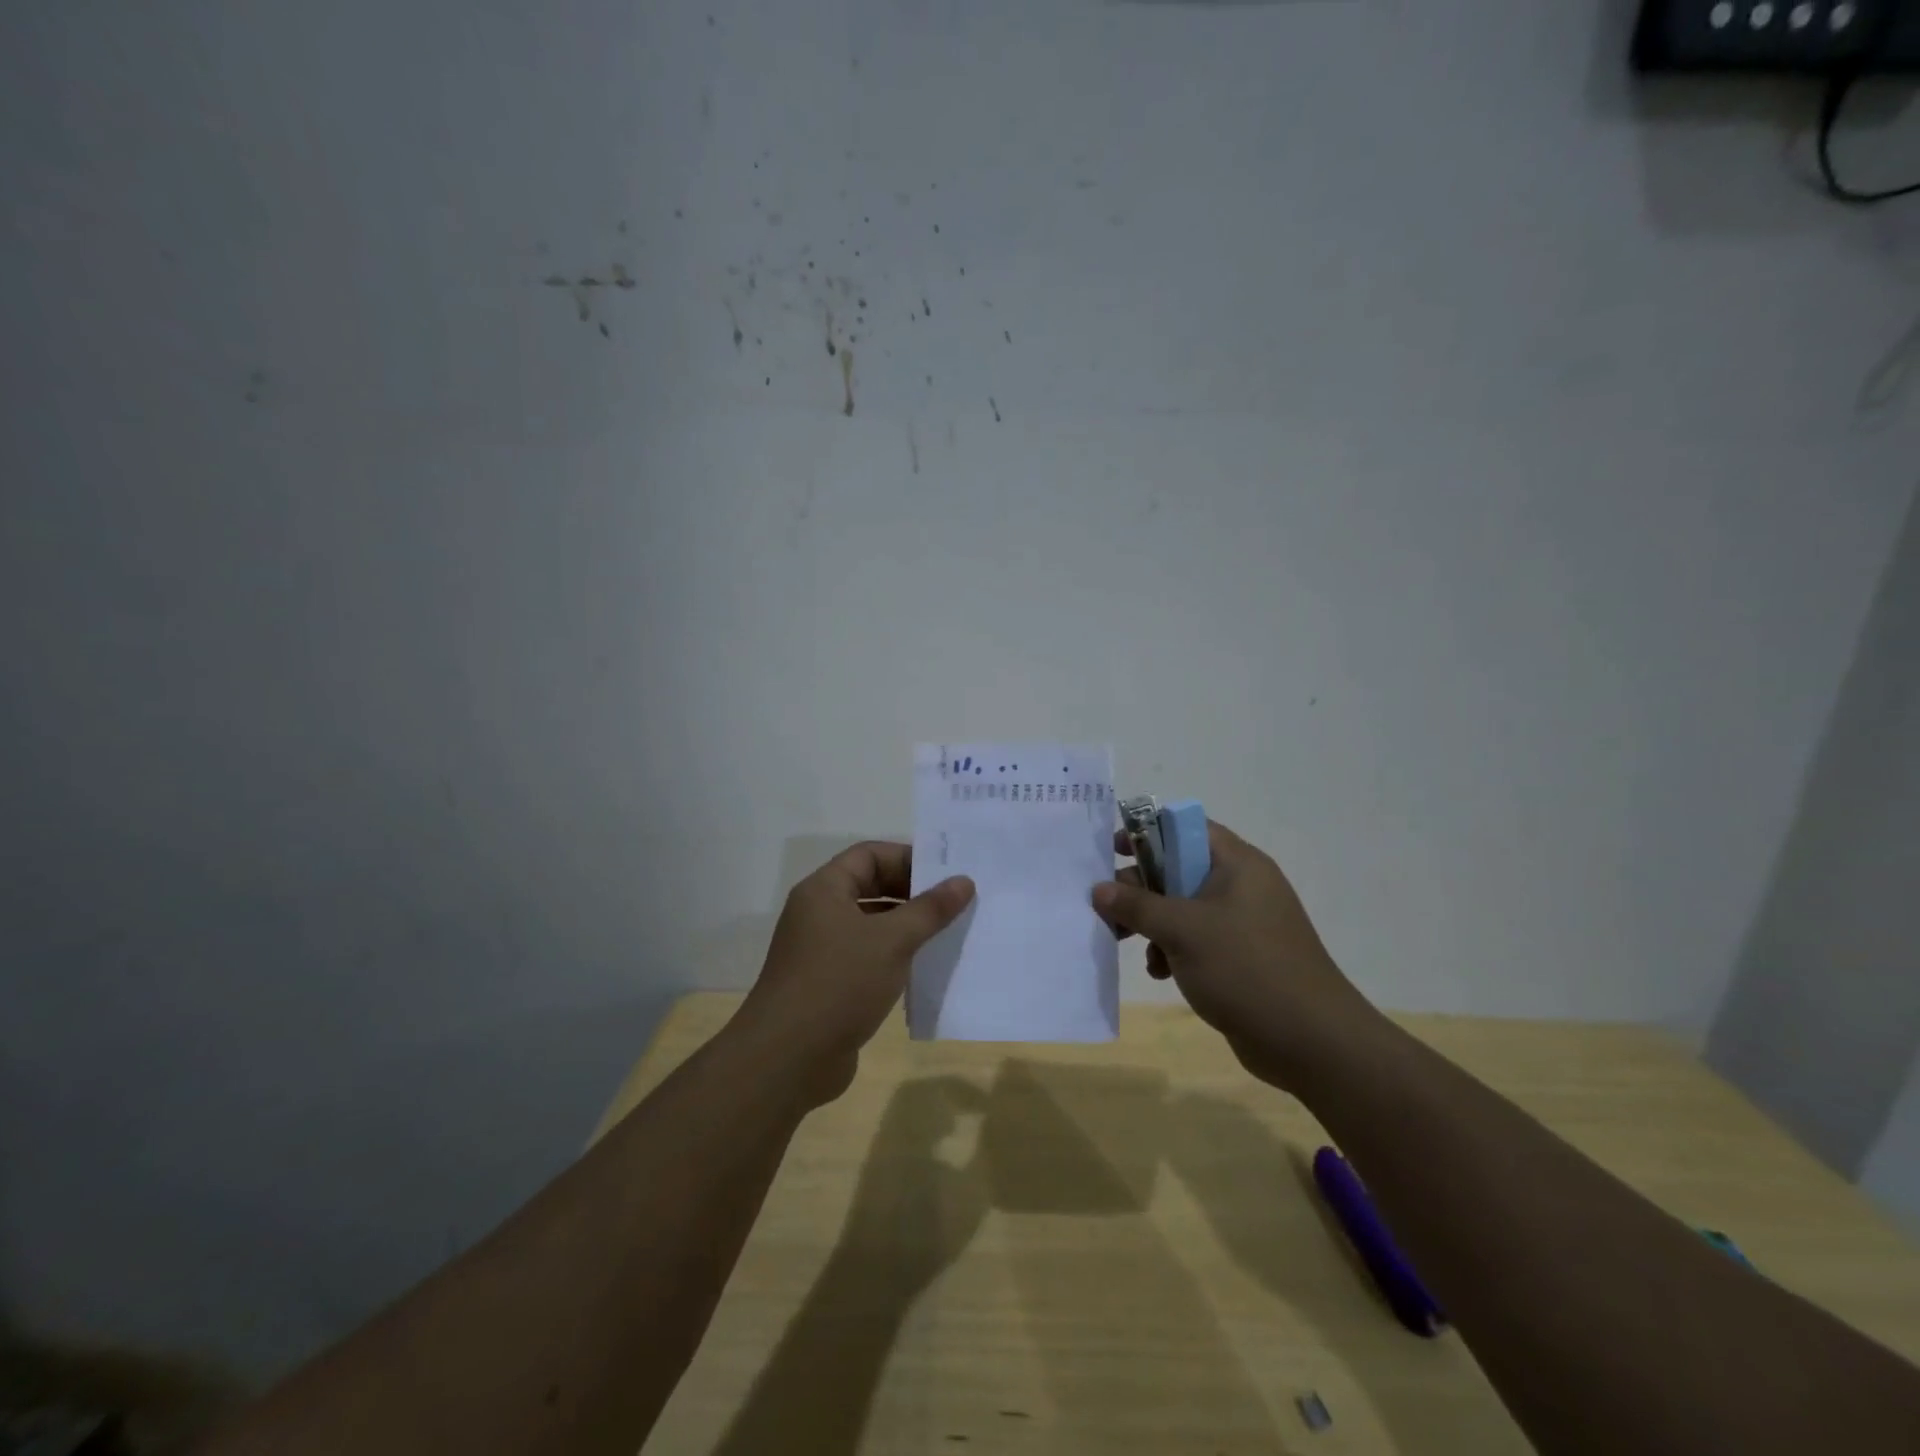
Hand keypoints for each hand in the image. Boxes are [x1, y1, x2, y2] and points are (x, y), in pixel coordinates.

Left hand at [737, 843, 973, 1106]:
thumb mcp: (892, 941)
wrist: (787, 1059)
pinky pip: (868, 957)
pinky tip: (925, 969)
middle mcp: (819, 913)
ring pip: (872, 925)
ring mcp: (822, 950)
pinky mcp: (829, 984)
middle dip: (912, 893)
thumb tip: (963, 881)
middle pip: (871, 887)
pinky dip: (895, 957)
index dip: (908, 858)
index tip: (946, 874)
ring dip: (907, 927)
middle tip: (955, 903)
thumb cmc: (839, 983)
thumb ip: (930, 909)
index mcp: (824, 890)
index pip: (869, 855)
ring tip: (949, 934)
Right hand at [1092, 820, 1376, 1090]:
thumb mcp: (1182, 930)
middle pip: (1179, 868)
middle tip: (1108, 906)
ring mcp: (1243, 923)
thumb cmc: (1245, 968)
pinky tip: (1160, 972)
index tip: (1113, 850)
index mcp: (1237, 864)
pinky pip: (1196, 940)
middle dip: (1140, 887)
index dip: (1147, 832)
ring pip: (1183, 908)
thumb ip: (1137, 905)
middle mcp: (1242, 886)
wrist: (1311, 1041)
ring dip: (1152, 923)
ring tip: (1124, 942)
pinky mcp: (1241, 957)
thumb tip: (1099, 889)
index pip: (1186, 828)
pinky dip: (1173, 950)